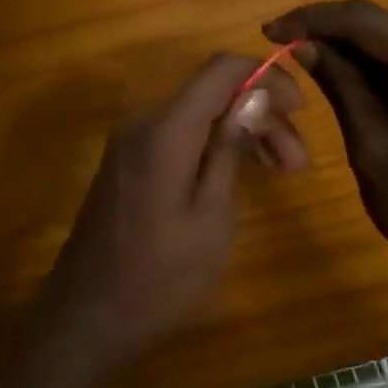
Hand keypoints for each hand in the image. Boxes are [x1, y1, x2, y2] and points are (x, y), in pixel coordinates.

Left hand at [35, 54, 305, 374]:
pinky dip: (212, 146)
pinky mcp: (126, 164)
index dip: (266, 76)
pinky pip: (177, 137)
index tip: (301, 110)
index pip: (220, 69)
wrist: (86, 318)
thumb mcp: (210, 218)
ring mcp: (129, 144)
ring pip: (196, 116)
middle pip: (211, 94)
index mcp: (164, 130)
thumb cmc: (159, 279)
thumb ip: (229, 150)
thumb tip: (255, 95)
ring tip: (282, 172)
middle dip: (261, 115)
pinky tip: (240, 174)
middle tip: (298, 164)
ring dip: (240, 133)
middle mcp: (142, 123)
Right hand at [263, 0, 387, 309]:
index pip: (369, 23)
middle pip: (382, 29)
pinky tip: (334, 76)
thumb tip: (305, 44)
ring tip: (296, 56)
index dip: (315, 20)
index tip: (269, 31)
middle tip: (277, 42)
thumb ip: (342, 88)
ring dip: (344, 49)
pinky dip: (367, 72)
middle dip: (328, 30)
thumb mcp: (373, 148)